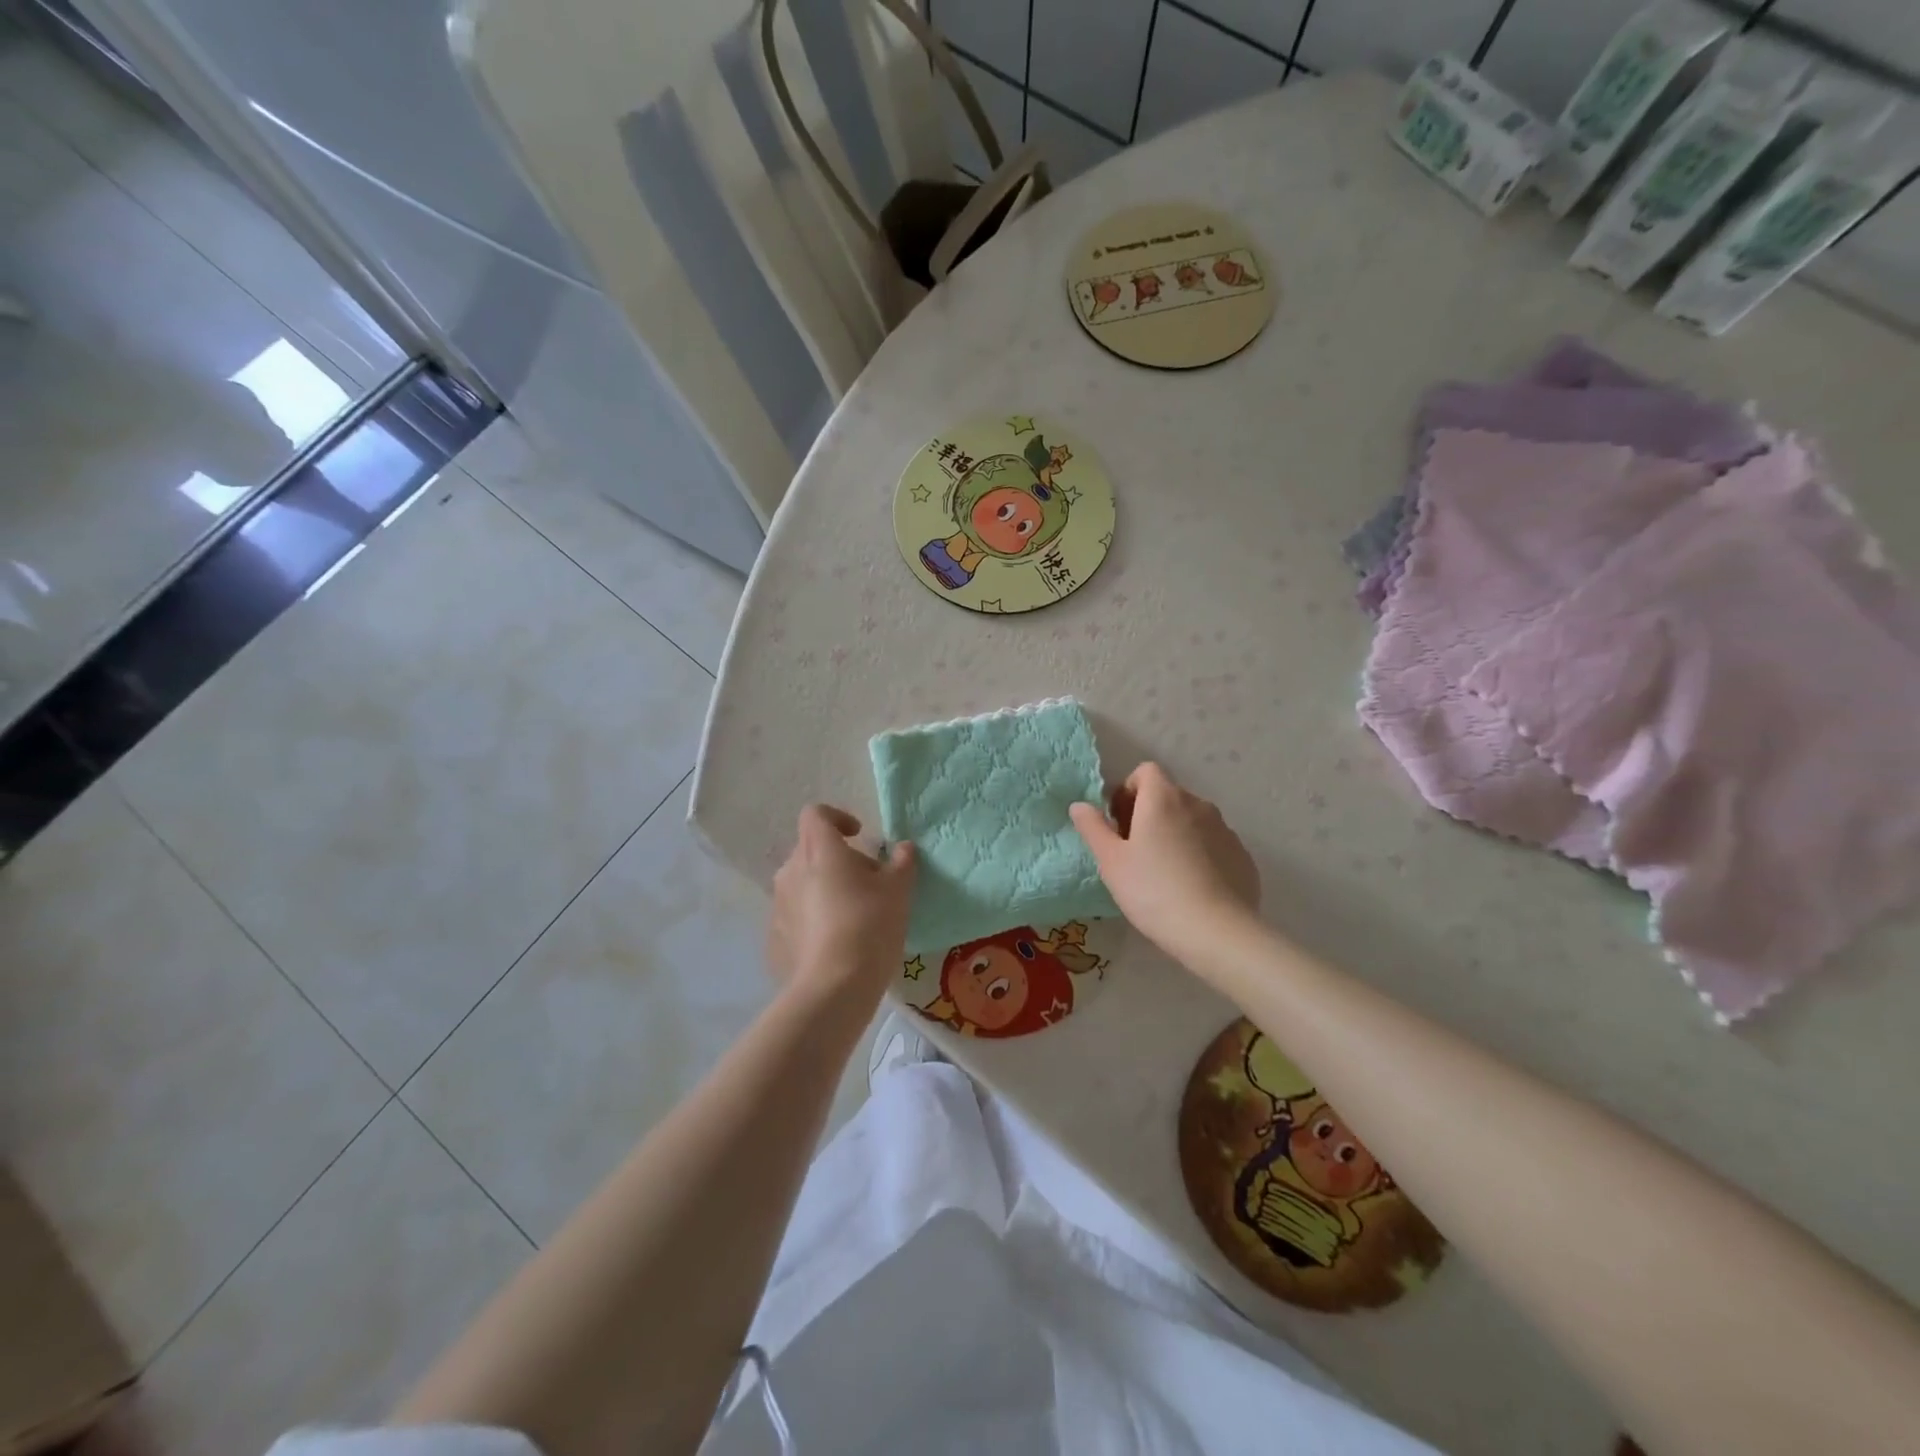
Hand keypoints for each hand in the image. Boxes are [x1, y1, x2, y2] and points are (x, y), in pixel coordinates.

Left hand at [768, 805, 915, 1005]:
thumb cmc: (869, 925)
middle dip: (837, 859)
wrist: (833, 988)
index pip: (816, 814)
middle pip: (810, 849)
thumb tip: (903, 848)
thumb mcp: (898, 891)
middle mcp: (791, 871)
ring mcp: (778, 905)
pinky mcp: (774, 938)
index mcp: (819, 850)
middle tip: (867, 883)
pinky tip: (835, 944)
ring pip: (801, 883)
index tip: (859, 836)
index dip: (837, 817)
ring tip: (852, 915)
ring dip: (824, 889)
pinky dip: (813, 919)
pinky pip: (795, 916)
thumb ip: (901, 862)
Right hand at [1070, 763, 1258, 959]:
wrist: (1216, 931)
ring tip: (1164, 873)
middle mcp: (1197, 804)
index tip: (1119, 822)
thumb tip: (1079, 805)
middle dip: (1149, 814)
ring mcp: (1225, 829)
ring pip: (1192, 820)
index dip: (1129, 790)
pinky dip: (1200, 854)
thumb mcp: (1111, 862)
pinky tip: (1192, 887)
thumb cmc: (1153, 891)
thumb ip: (1093, 828)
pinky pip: (1213, 844)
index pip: (1146, 771)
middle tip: (1135, 852)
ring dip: (1175, 833)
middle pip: (1168, 795)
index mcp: (1163, 798)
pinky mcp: (1242, 855)